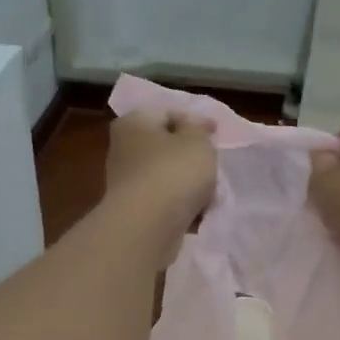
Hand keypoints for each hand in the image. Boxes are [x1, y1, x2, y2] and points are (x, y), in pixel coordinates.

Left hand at [105, 111, 217, 252]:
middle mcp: (123, 149)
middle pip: (165, 147)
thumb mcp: (197, 140)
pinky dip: (179, 206)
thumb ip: (197, 128)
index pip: (166, 113)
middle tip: (212, 165)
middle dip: (191, 157)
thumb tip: (189, 128)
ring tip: (209, 194)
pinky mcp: (133, 211)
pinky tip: (197, 214)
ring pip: (166, 177)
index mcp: (133, 123)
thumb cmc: (173, 171)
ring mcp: (126, 182)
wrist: (148, 226)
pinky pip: (163, 202)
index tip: (216, 133)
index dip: (194, 121)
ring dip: (187, 185)